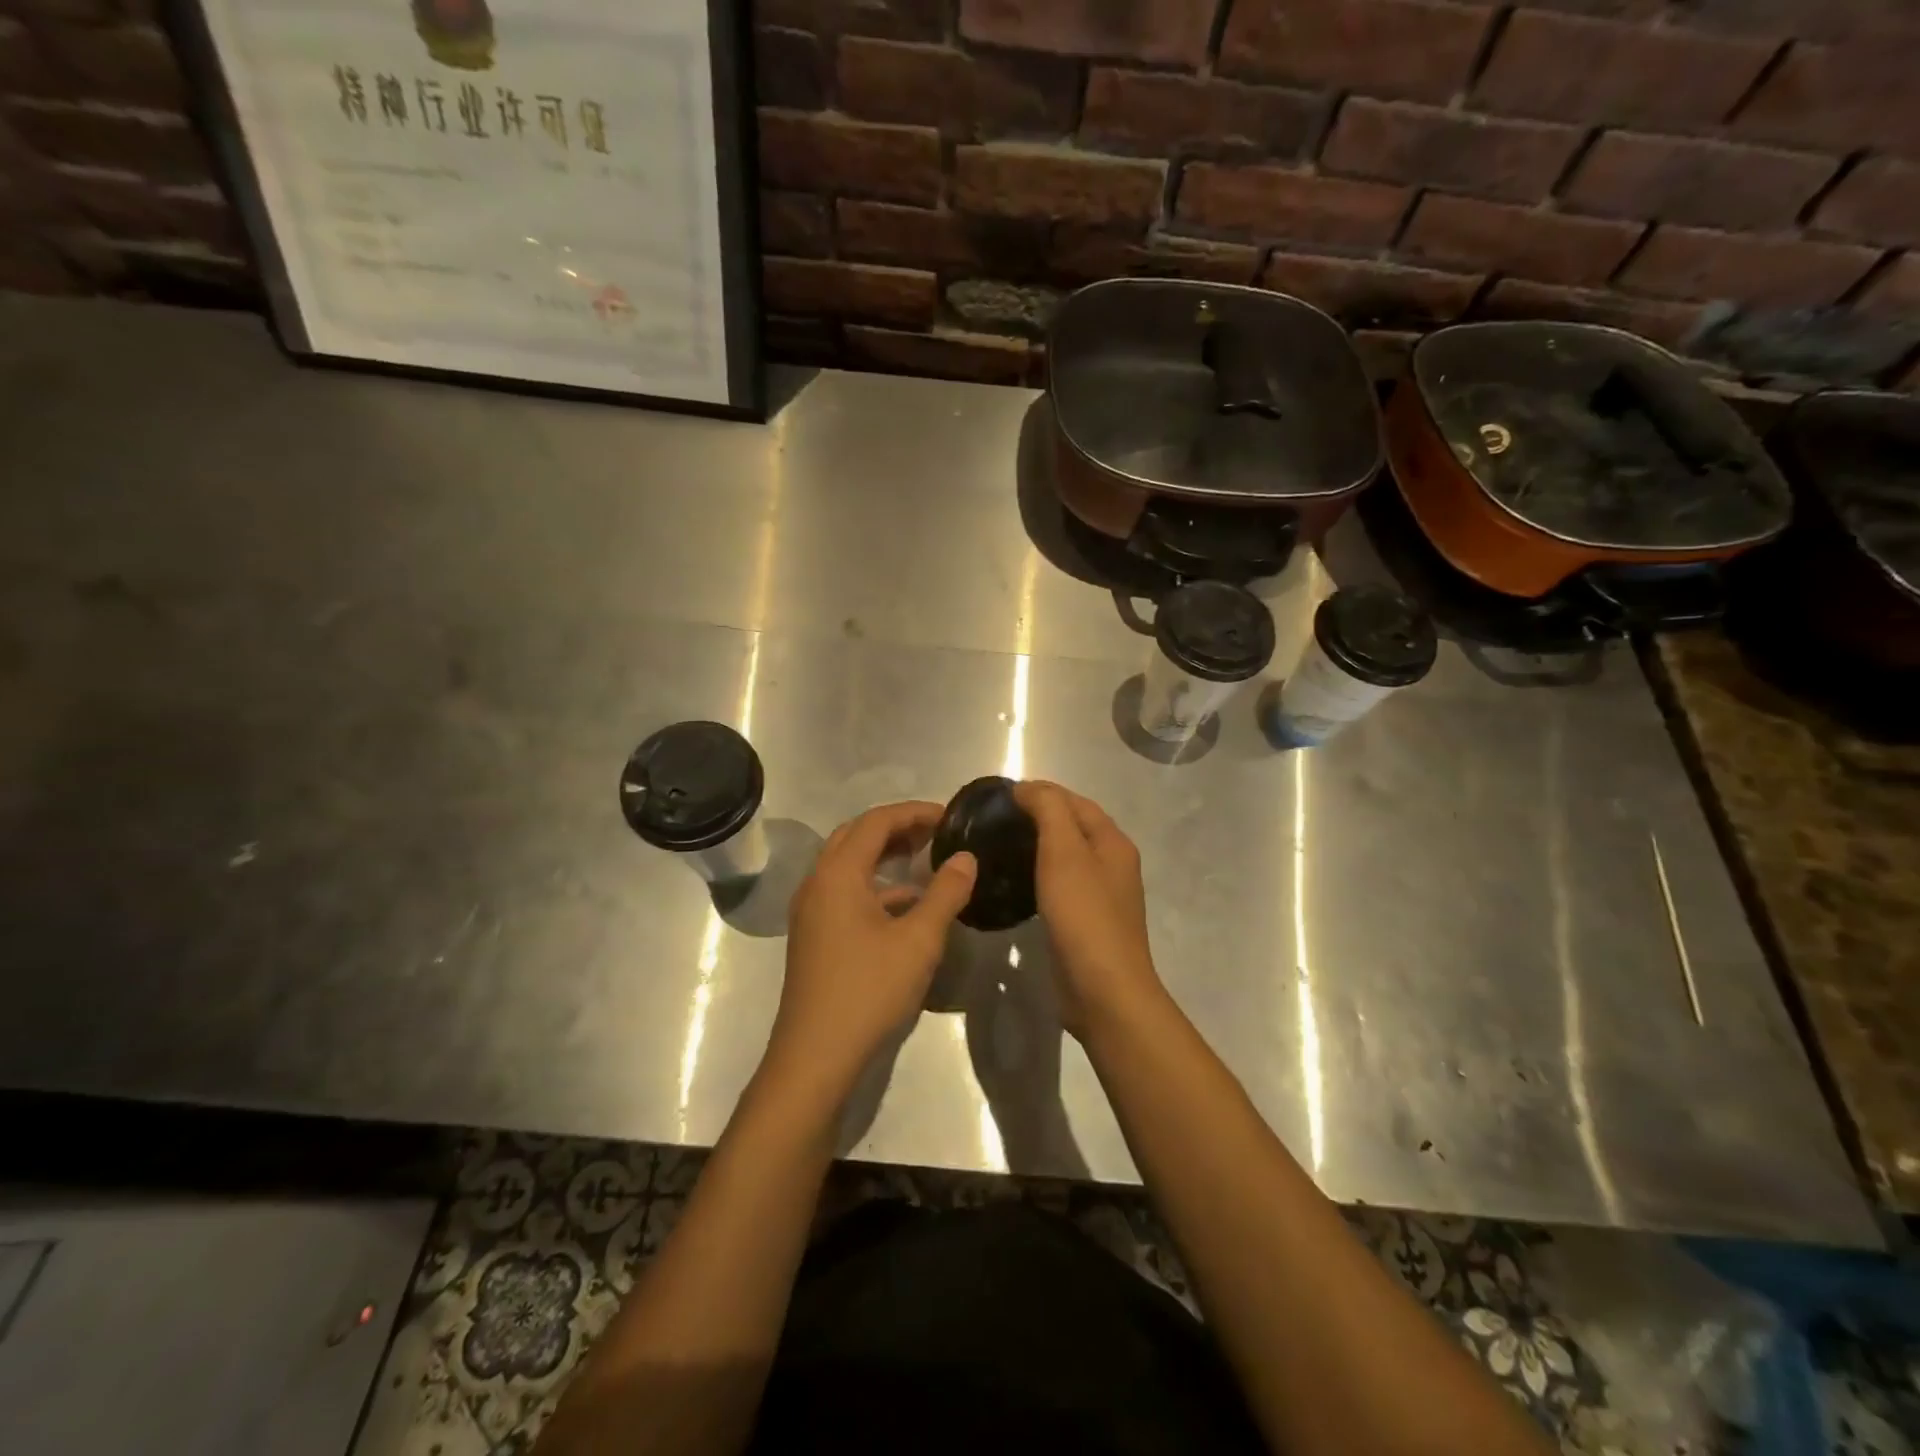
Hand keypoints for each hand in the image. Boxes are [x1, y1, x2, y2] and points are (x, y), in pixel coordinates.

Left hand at [766, 801, 976, 1105]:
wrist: (816, 1056)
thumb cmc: (869, 990)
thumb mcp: (919, 940)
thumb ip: (946, 893)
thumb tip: (966, 858)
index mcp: (837, 874)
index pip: (876, 821)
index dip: (914, 812)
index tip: (949, 817)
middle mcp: (817, 883)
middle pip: (856, 836)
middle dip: (897, 828)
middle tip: (936, 833)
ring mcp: (811, 911)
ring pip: (848, 865)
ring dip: (884, 856)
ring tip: (925, 861)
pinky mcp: (814, 935)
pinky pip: (844, 892)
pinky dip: (875, 886)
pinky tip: (907, 905)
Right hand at [1014, 781, 1164, 1036]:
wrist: (1104, 992)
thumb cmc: (1084, 916)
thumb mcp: (1064, 852)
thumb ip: (1048, 810)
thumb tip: (1028, 787)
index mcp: (1113, 843)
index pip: (1075, 802)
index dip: (1042, 792)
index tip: (1001, 796)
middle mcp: (1112, 864)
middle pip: (1073, 827)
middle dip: (1039, 816)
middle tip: (996, 820)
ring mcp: (1101, 896)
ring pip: (1066, 857)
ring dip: (1038, 846)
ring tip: (1000, 846)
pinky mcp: (1086, 923)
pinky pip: (1060, 885)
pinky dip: (1039, 875)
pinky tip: (1016, 882)